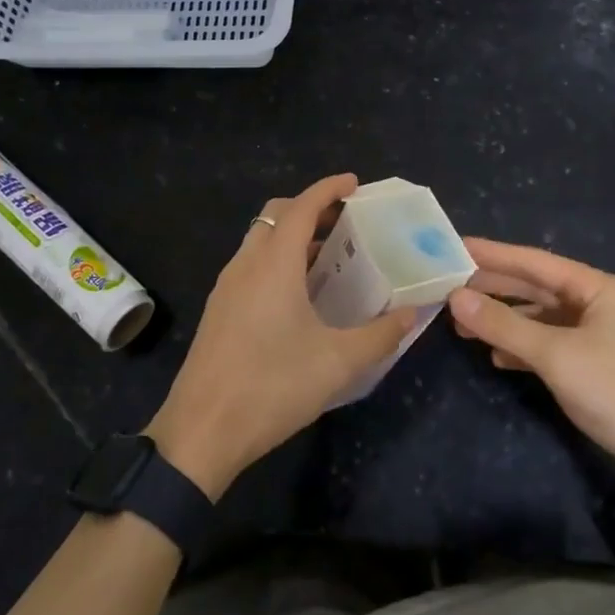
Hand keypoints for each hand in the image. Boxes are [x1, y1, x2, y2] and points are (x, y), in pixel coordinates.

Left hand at [147, 174, 413, 498]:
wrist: (202, 430)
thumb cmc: (273, 386)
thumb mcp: (337, 363)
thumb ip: (380, 335)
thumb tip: (411, 314)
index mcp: (273, 264)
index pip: (300, 207)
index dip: (328, 189)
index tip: (354, 183)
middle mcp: (246, 264)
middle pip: (276, 216)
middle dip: (310, 209)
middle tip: (346, 221)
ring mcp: (227, 287)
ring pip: (260, 240)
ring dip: (292, 236)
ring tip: (329, 255)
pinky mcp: (219, 310)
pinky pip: (251, 265)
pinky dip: (277, 260)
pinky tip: (299, 293)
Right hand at [447, 238, 614, 497]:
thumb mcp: (554, 355)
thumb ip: (504, 325)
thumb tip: (456, 298)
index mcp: (598, 288)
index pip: (534, 262)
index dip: (493, 254)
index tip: (455, 246)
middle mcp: (598, 303)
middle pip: (536, 288)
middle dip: (494, 289)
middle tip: (449, 284)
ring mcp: (598, 335)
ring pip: (540, 317)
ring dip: (504, 321)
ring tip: (462, 324)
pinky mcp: (595, 364)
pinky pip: (549, 343)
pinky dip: (523, 347)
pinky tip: (497, 356)